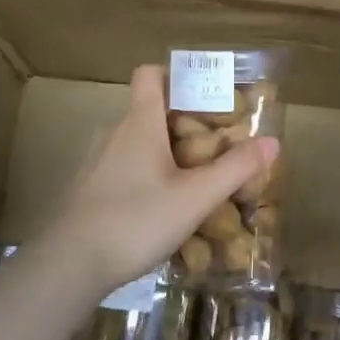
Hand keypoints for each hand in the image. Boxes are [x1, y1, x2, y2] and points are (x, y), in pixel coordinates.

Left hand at [38, 64, 277, 297]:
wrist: (67, 265)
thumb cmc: (135, 219)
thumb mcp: (195, 197)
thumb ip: (234, 169)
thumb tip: (272, 141)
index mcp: (140, 122)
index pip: (149, 74)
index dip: (175, 74)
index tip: (203, 93)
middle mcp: (115, 133)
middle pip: (149, 111)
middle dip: (182, 124)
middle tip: (213, 146)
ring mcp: (96, 163)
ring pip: (136, 144)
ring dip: (163, 154)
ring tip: (192, 181)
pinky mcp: (87, 191)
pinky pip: (122, 171)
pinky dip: (144, 178)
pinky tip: (160, 210)